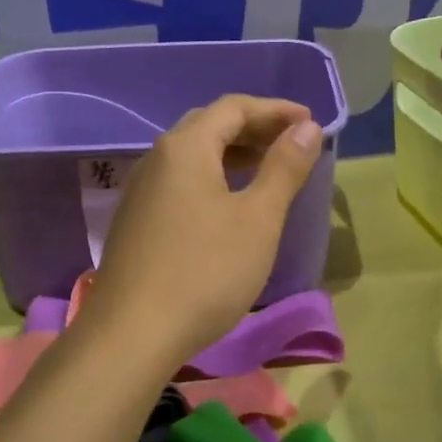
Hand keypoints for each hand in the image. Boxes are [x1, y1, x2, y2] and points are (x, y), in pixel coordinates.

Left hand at [83, 95, 324, 371]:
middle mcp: (157, 158)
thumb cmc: (205, 271)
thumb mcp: (258, 219)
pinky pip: (179, 181)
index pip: (233, 107)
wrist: (132, 333)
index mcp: (185, 147)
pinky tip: (229, 204)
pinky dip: (212, 177)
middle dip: (254, 128)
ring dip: (232, 153)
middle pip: (209, 126)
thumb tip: (306, 127)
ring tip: (268, 169)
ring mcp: (140, 190)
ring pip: (192, 155)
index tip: (310, 122)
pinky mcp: (136, 220)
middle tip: (291, 143)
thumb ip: (284, 168)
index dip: (275, 110)